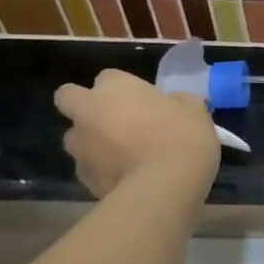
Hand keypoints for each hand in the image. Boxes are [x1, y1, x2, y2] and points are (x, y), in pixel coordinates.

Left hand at [54, 69, 220, 198]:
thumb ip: (180, 102)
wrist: (164, 186)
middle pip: (69, 98)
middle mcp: (88, 111)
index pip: (108, 77)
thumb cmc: (182, 136)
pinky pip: (88, 168)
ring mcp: (81, 147)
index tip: (143, 101)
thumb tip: (178, 102)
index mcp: (115, 87)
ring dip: (92, 142)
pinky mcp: (83, 178)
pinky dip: (101, 171)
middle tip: (114, 120)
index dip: (123, 88)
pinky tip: (126, 179)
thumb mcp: (194, 110)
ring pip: (76, 137)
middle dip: (84, 106)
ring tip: (122, 155)